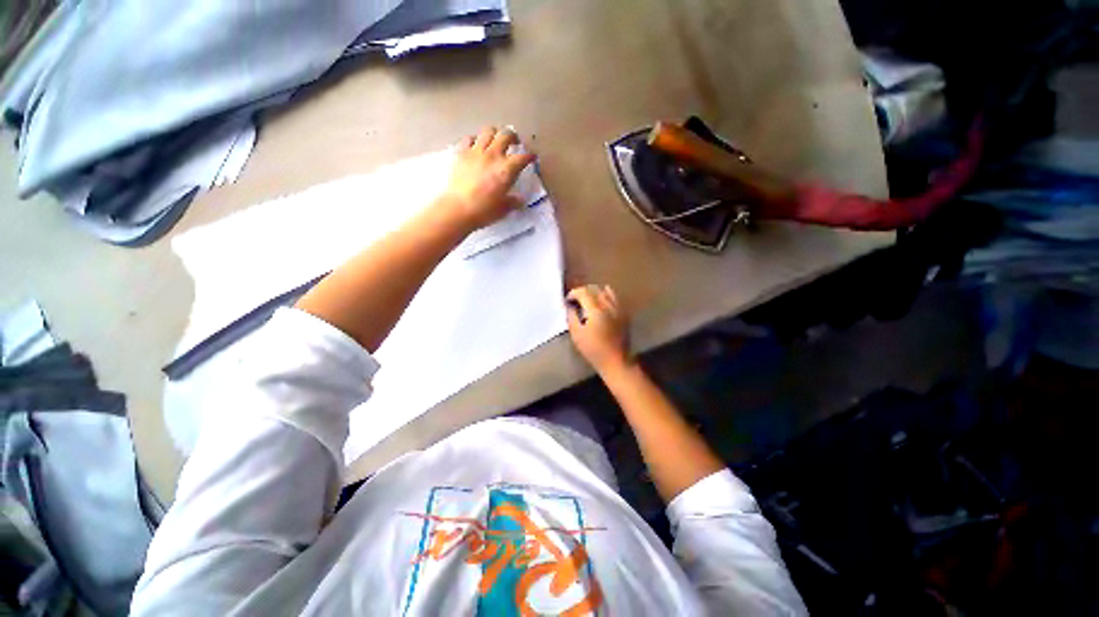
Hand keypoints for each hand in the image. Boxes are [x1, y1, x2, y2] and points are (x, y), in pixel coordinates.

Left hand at [441, 127, 536, 231]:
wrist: (458, 209)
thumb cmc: (484, 211)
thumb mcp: (504, 209)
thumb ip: (513, 201)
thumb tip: (520, 200)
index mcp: (507, 169)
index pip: (523, 157)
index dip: (529, 156)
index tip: (532, 158)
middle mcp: (493, 155)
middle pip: (506, 135)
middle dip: (513, 137)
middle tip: (514, 143)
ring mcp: (476, 151)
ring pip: (488, 131)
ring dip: (495, 134)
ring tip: (496, 141)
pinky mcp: (461, 153)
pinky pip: (469, 138)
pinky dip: (475, 140)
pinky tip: (476, 146)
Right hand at [566, 284, 631, 372]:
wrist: (616, 360)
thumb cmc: (593, 350)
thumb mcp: (577, 335)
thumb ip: (572, 317)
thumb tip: (570, 307)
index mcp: (595, 310)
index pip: (583, 292)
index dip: (574, 293)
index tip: (568, 300)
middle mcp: (608, 305)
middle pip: (594, 289)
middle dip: (583, 291)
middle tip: (575, 299)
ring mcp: (617, 308)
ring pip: (605, 291)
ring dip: (594, 292)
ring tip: (587, 299)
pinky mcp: (623, 312)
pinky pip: (614, 297)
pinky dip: (606, 295)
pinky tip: (601, 300)